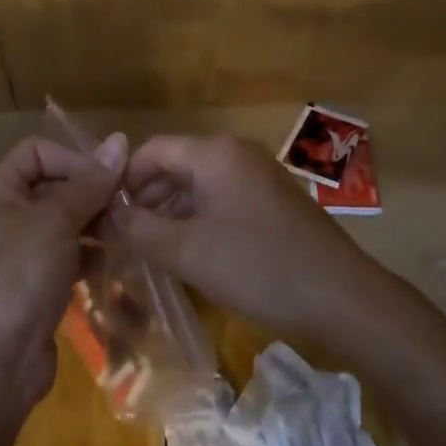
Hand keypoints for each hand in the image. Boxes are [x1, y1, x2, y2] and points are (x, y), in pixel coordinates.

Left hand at [0, 132, 126, 414]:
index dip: (71, 157)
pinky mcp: (39, 285)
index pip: (36, 152)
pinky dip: (92, 254)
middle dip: (91, 192)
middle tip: (127, 203)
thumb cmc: (21, 274)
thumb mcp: (57, 220)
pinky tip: (118, 259)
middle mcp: (7, 217)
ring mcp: (23, 254)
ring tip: (128, 229)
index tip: (105, 179)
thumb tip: (120, 139)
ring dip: (96, 223)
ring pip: (66, 223)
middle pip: (54, 186)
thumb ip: (91, 182)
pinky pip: (70, 256)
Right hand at [111, 135, 384, 337]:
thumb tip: (104, 214)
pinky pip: (223, 198)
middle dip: (146, 197)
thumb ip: (139, 229)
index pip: (152, 150)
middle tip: (122, 236)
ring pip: (199, 184)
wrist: (340, 296)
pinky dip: (199, 218)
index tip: (105, 215)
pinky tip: (190, 252)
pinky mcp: (272, 199)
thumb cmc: (257, 266)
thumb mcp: (188, 251)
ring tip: (150, 248)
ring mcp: (258, 175)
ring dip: (171, 211)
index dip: (124, 180)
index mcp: (213, 153)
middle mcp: (235, 152)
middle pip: (176, 164)